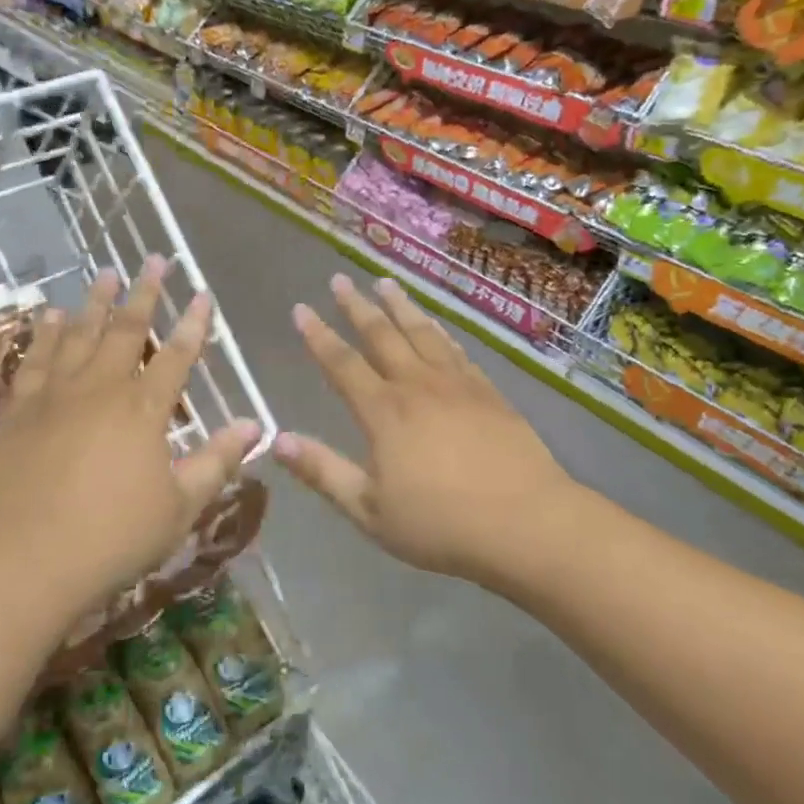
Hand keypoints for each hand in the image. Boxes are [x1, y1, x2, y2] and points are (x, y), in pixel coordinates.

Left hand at [0, 258, 259, 621]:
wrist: (21, 564)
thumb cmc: (112, 539)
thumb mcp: (180, 507)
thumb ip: (217, 461)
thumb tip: (255, 425)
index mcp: (143, 410)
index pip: (177, 355)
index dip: (193, 323)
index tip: (203, 293)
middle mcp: (100, 390)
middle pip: (126, 330)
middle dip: (145, 293)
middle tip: (154, 259)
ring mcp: (54, 397)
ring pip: (79, 335)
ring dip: (95, 301)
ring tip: (105, 271)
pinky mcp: (19, 412)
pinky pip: (35, 361)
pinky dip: (46, 334)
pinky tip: (51, 317)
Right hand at [275, 274, 576, 585]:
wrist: (526, 523)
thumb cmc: (441, 524)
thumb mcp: (369, 510)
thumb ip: (323, 472)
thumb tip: (277, 440)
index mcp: (384, 411)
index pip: (342, 364)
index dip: (318, 336)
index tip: (301, 309)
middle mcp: (417, 385)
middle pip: (381, 335)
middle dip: (356, 306)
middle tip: (339, 279)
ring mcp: (457, 384)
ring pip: (421, 332)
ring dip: (399, 306)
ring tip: (385, 282)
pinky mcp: (488, 391)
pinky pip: (456, 349)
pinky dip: (439, 331)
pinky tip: (435, 325)